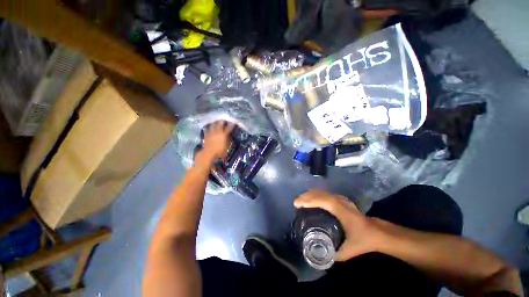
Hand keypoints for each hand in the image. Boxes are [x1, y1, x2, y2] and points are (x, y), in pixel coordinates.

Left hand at [199, 121, 234, 160]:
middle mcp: (218, 132)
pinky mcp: (206, 135)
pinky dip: (208, 127)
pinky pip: (207, 129)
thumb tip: (229, 135)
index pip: (229, 127)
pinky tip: (209, 126)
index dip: (232, 124)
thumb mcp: (227, 146)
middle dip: (222, 121)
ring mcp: (211, 132)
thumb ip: (228, 139)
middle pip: (220, 123)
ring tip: (216, 121)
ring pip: (213, 124)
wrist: (209, 153)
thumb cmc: (220, 151)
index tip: (234, 122)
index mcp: (224, 134)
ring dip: (215, 122)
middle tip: (224, 119)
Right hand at [294, 190, 385, 261]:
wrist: (378, 232)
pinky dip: (316, 195)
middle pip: (320, 194)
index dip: (309, 201)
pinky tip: (312, 199)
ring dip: (310, 194)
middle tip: (296, 202)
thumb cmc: (364, 239)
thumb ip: (335, 254)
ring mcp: (341, 199)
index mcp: (341, 211)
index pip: (322, 200)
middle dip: (306, 196)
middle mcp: (340, 201)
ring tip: (301, 200)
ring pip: (322, 192)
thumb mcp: (350, 250)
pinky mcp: (341, 200)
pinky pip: (325, 194)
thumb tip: (320, 255)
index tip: (297, 204)